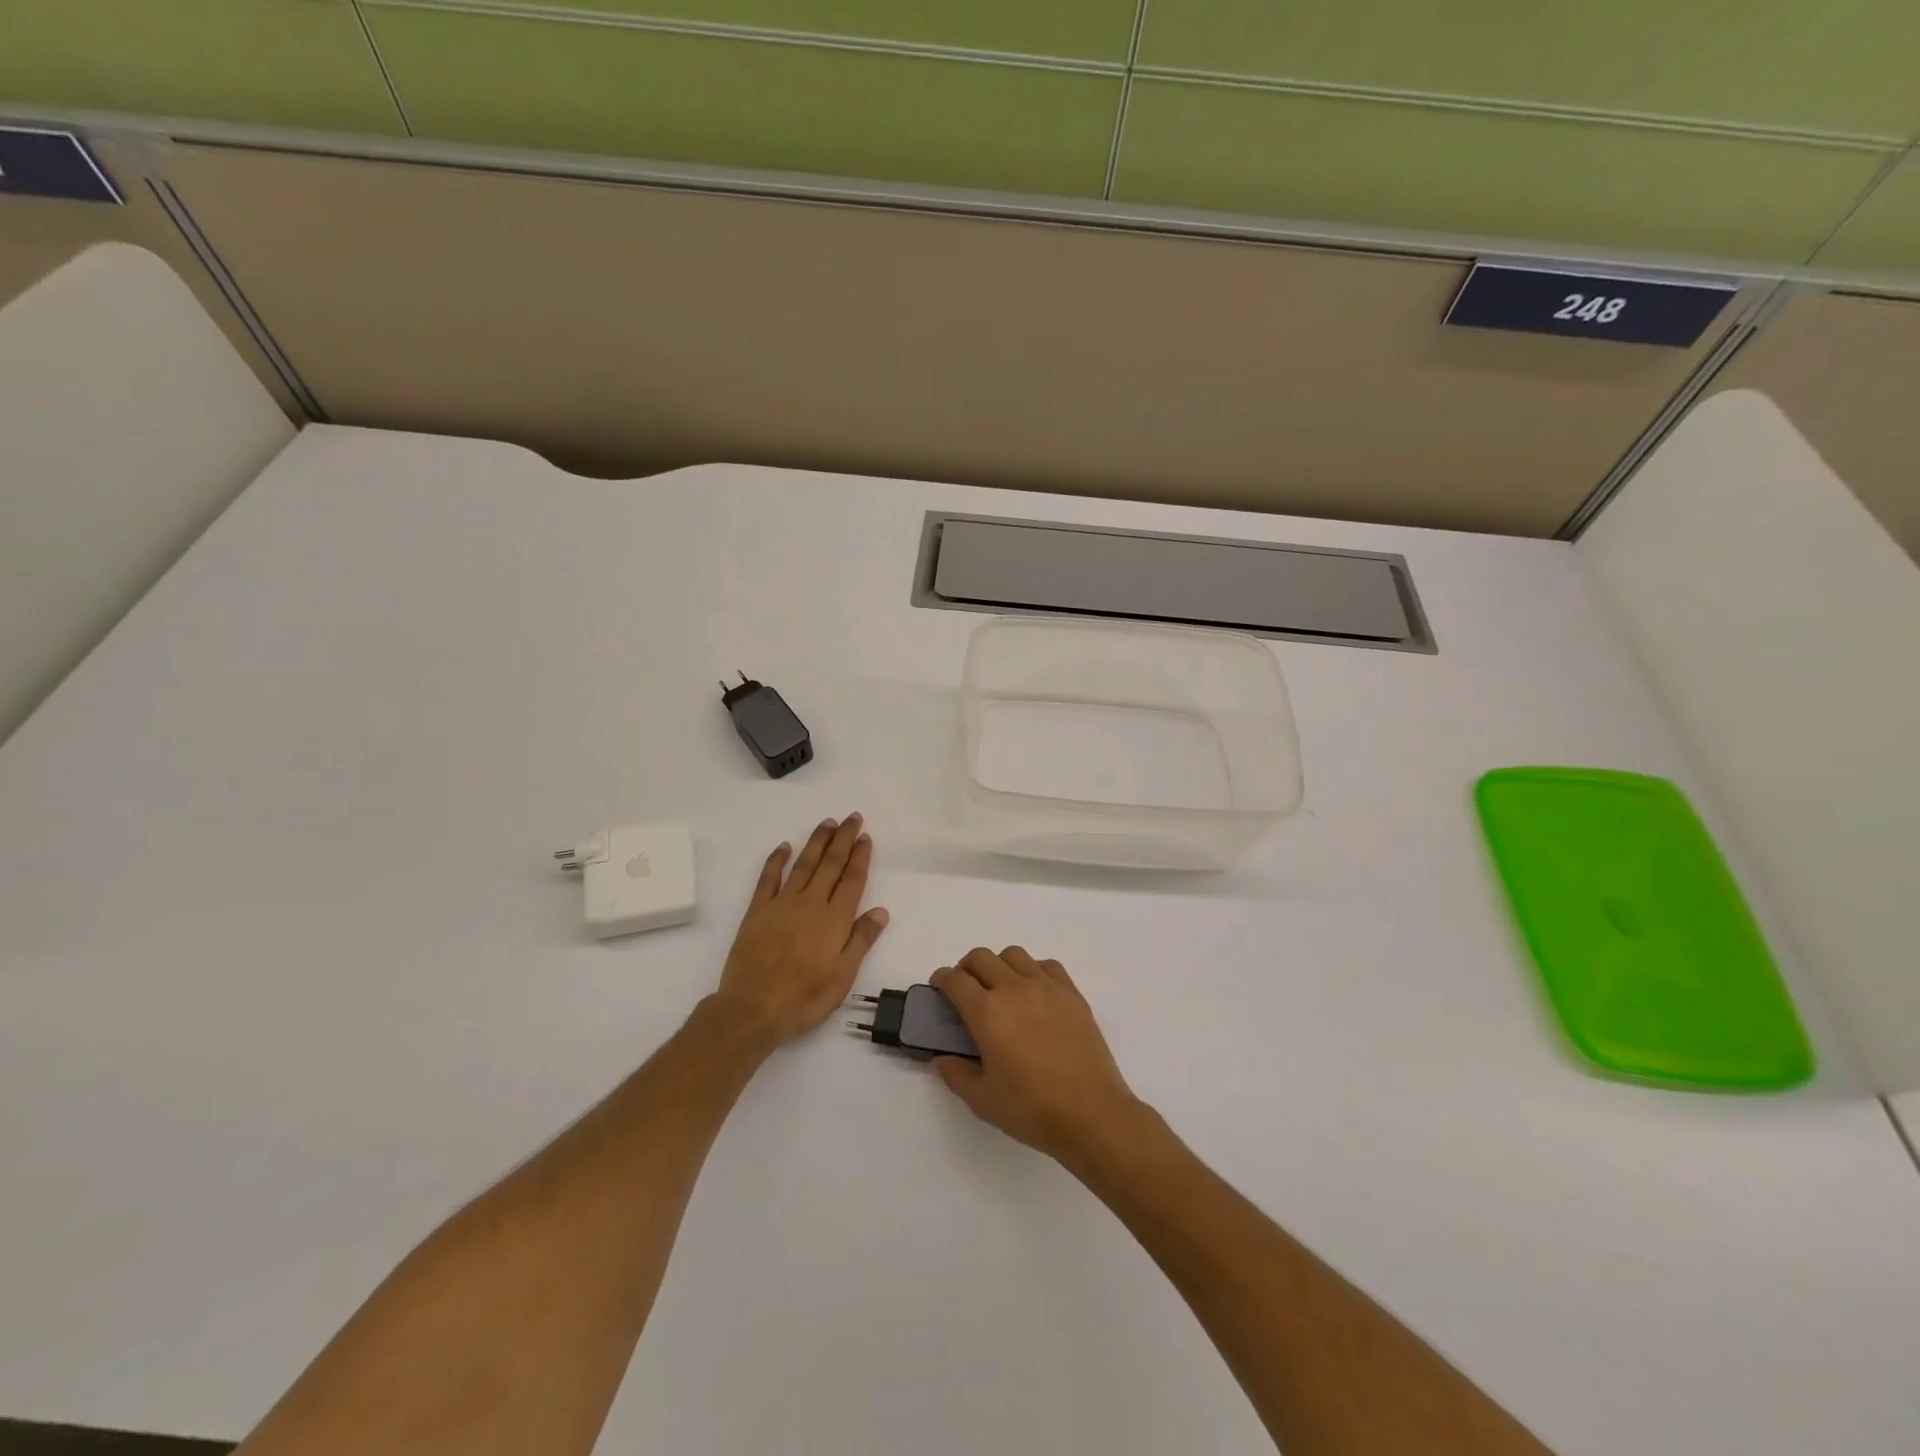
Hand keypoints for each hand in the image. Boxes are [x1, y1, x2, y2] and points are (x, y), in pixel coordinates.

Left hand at [716, 815, 888, 1048]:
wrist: (753, 1008)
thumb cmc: (804, 997)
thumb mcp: (843, 976)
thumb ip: (861, 940)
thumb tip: (880, 911)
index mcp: (835, 919)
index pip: (852, 880)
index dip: (860, 856)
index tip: (866, 836)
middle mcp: (811, 903)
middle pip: (831, 864)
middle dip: (843, 839)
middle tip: (852, 817)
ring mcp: (782, 904)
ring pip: (804, 864)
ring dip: (817, 842)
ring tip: (828, 823)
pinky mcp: (757, 911)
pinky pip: (769, 878)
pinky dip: (777, 860)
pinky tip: (785, 846)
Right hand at [931, 948, 1143, 1168]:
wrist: (1091, 1113)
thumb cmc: (1032, 1109)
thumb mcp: (982, 1100)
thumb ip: (955, 1074)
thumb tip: (941, 1058)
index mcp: (987, 1013)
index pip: (955, 980)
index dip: (942, 979)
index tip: (939, 988)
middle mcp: (1014, 989)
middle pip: (981, 957)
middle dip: (966, 968)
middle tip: (965, 989)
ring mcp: (1046, 987)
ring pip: (1014, 954)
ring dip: (999, 965)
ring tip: (1000, 989)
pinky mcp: (1072, 994)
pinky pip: (1046, 965)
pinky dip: (1032, 970)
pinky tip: (1033, 993)